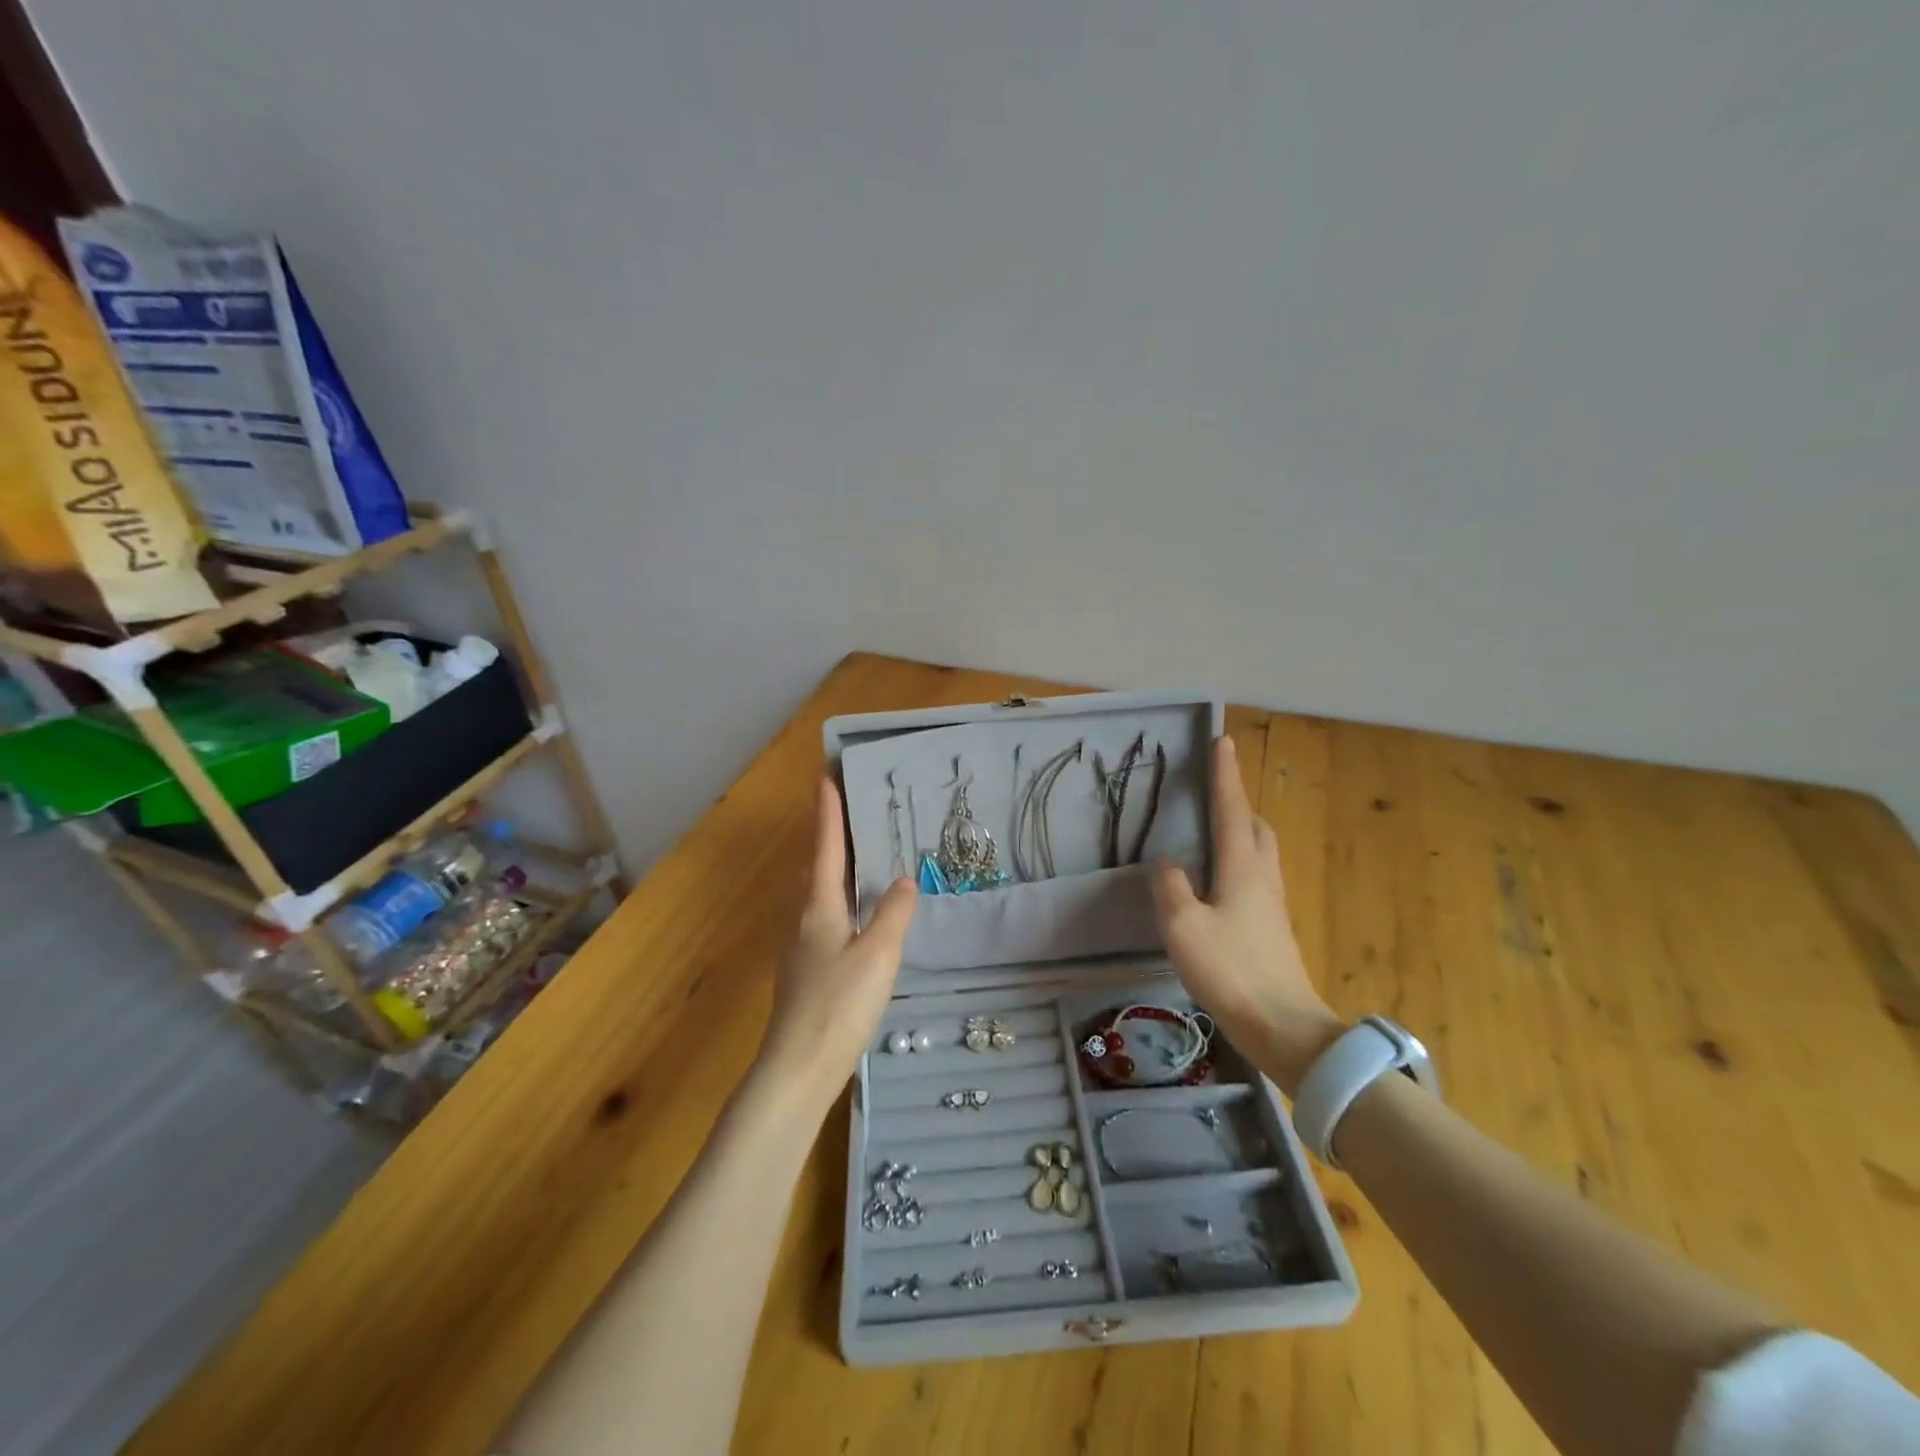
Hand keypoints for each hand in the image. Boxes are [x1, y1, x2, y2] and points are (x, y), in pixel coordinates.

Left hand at [754, 778, 918, 1112]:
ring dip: (832, 870)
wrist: (798, 1070)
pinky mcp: (807, 976)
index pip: (826, 849)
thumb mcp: (877, 956)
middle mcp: (805, 922)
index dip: (827, 813)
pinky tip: (855, 920)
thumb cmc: (838, 1006)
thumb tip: (903, 879)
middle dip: (828, 837)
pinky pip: (825, 922)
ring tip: (854, 858)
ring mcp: (802, 950)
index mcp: (819, 909)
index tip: (824, 776)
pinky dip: (839, 903)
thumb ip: (893, 915)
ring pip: (818, 897)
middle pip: (816, 869)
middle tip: (845, 810)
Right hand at [1151, 736, 1343, 1096]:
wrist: (1284, 1026)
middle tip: (1215, 796)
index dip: (1224, 774)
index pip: (1231, 808)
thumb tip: (1169, 862)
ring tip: (1215, 837)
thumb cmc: (1230, 970)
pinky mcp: (1274, 929)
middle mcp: (1264, 877)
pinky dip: (1241, 864)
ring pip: (1261, 853)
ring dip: (1242, 834)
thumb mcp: (1183, 925)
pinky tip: (1221, 886)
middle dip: (1239, 804)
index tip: (1222, 740)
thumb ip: (1171, 886)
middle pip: (1257, 827)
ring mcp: (1274, 904)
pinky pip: (1258, 878)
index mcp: (1242, 867)